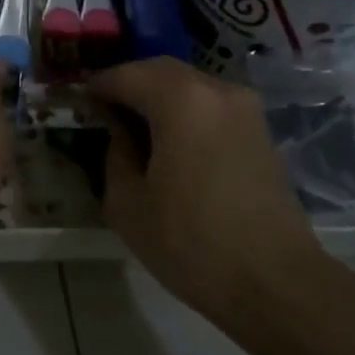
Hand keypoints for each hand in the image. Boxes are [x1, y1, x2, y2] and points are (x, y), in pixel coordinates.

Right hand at [90, 58, 324, 326]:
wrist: (276, 283)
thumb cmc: (191, 243)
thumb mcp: (128, 203)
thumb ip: (115, 153)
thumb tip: (120, 132)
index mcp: (180, 100)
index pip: (125, 75)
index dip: (97, 86)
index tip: (78, 102)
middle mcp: (216, 90)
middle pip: (160, 71)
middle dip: (129, 84)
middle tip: (103, 111)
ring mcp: (245, 109)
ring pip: (189, 86)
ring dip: (158, 97)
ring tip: (135, 128)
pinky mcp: (260, 132)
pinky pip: (210, 106)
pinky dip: (185, 112)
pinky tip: (170, 143)